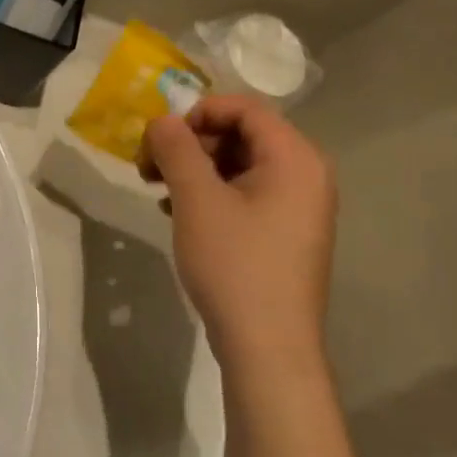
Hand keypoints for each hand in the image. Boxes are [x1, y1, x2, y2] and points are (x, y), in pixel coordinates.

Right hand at [139, 95, 337, 368]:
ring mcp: (299, 208)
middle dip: (191, 143)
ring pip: (240, 166)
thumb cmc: (235, 264)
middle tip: (150, 166)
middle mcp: (306, 175)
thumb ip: (176, 148)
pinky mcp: (285, 234)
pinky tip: (177, 213)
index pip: (245, 108)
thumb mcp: (196, 199)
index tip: (160, 137)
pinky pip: (246, 195)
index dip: (197, 112)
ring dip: (195, 169)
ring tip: (157, 190)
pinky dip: (210, 194)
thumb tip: (162, 120)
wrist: (267, 347)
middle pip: (242, 135)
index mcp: (295, 157)